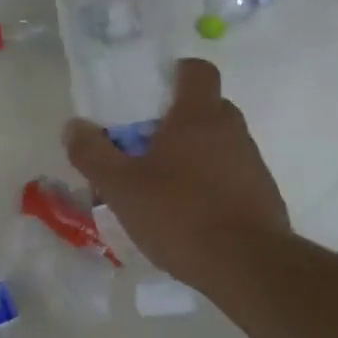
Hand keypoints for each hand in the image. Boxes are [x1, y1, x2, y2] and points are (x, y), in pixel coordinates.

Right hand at [63, 58, 285, 289]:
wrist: (248, 267)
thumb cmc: (179, 214)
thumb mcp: (120, 186)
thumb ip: (92, 153)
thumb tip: (74, 126)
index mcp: (198, 116)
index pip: (197, 70)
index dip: (176, 73)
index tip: (151, 94)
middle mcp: (231, 130)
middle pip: (206, 107)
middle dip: (177, 119)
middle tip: (145, 145)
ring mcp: (252, 163)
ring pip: (219, 144)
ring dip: (193, 155)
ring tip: (161, 187)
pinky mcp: (263, 196)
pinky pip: (231, 176)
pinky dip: (210, 185)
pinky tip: (188, 215)